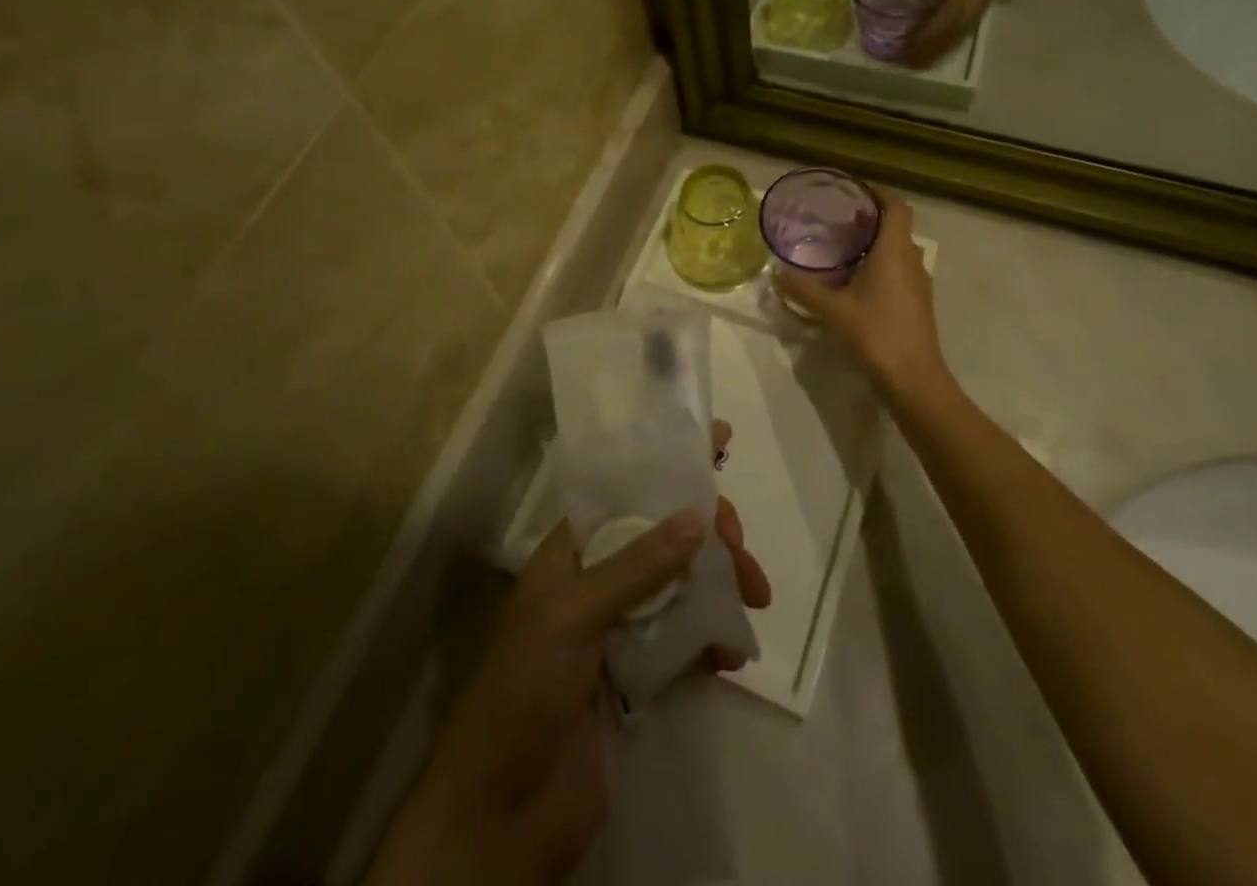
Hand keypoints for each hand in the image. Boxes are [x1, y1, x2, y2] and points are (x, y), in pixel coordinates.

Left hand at [370, 424, 769, 885]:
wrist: (500, 817)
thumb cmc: (524, 692)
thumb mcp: (573, 616)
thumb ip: (637, 567)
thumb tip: (698, 516)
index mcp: (572, 551)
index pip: (627, 489)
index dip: (670, 464)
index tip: (719, 440)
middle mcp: (596, 579)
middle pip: (663, 535)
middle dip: (709, 532)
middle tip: (741, 548)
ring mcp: (618, 627)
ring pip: (680, 584)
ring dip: (719, 583)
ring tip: (756, 598)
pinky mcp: (637, 674)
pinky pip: (684, 638)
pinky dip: (712, 637)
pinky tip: (732, 654)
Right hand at [773, 190, 948, 396]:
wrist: (914, 379)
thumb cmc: (876, 334)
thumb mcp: (832, 310)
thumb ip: (803, 289)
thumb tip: (777, 273)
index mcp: (894, 251)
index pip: (896, 206)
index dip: (879, 193)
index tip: (854, 191)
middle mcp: (911, 260)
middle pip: (896, 227)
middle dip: (869, 220)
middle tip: (836, 222)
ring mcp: (918, 284)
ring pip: (898, 251)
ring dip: (874, 245)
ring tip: (840, 251)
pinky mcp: (917, 303)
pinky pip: (899, 271)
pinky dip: (879, 267)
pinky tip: (854, 284)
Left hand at [893, 0, 1067, 63]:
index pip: (944, 22)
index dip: (923, 39)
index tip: (901, 50)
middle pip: (953, 33)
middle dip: (929, 49)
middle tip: (903, 61)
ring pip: (963, 29)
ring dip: (941, 44)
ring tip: (917, 55)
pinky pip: (971, 17)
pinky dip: (952, 30)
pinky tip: (938, 32)